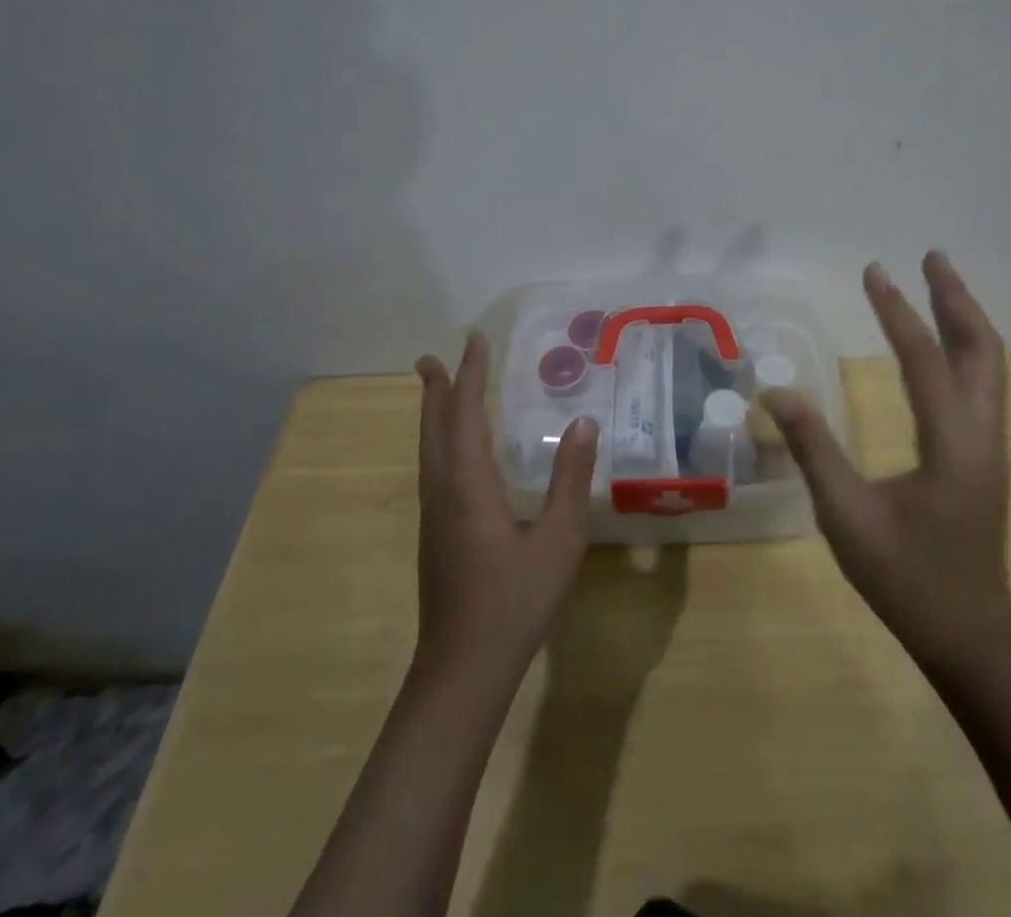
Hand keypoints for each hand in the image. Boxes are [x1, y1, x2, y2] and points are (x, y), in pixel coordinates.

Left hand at [413, 333, 598, 684]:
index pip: (465, 413)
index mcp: (469, 485)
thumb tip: (583, 423)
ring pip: (427, 448)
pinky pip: (432, 467)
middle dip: (435, 388)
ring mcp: (434, 515)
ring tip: (435, 390)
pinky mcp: (435, 534)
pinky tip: (452, 451)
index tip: (474, 339)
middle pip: (434, 427)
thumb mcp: (558, 541)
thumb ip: (570, 480)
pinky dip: (438, 440)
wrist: (462, 670)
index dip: (469, 374)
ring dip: (432, 413)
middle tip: (431, 356)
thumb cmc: (514, 603)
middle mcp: (442, 491)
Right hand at [761, 252, 1010, 678]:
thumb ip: (813, 449)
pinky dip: (967, 347)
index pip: (924, 360)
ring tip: (940, 284)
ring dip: (966, 319)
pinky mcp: (986, 457)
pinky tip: (946, 345)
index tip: (874, 271)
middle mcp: (982, 435)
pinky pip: (983, 384)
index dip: (897, 312)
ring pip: (990, 365)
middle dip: (955, 298)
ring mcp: (991, 446)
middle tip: (931, 258)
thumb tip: (777, 390)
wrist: (970, 636)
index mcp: (952, 445)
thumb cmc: (906, 579)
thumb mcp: (846, 517)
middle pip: (982, 349)